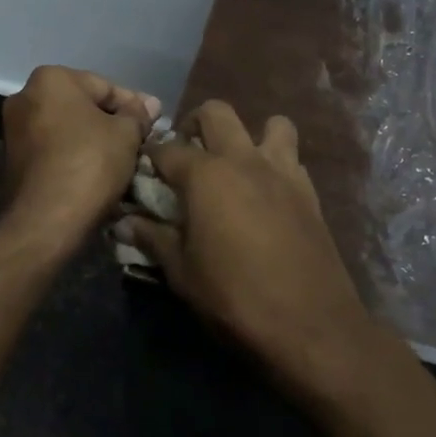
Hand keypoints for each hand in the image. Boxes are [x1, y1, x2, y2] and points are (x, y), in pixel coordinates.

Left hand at [1, 66, 159, 254]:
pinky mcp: (12, 161)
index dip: (134, 107)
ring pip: (68, 130)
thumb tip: (150, 104)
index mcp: (51, 79)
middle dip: (111, 123)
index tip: (154, 125)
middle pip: (83, 106)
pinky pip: (53, 151)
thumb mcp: (126, 134)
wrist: (45, 222)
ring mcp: (14, 130)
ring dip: (94, 141)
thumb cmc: (89, 164)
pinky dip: (75, 157)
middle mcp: (25, 97)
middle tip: (140, 143)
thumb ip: (138, 114)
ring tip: (122, 161)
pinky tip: (97, 175)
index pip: (105, 86)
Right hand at [119, 101, 369, 391]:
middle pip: (216, 112)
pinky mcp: (309, 191)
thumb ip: (153, 239)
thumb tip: (125, 223)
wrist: (310, 324)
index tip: (144, 169)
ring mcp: (282, 171)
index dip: (150, 156)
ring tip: (238, 164)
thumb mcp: (182, 273)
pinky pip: (292, 159)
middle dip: (196, 123)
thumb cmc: (234, 298)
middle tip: (188, 153)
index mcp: (206, 175)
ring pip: (271, 123)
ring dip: (251, 134)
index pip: (167, 148)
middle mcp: (243, 159)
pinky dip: (277, 164)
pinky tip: (268, 194)